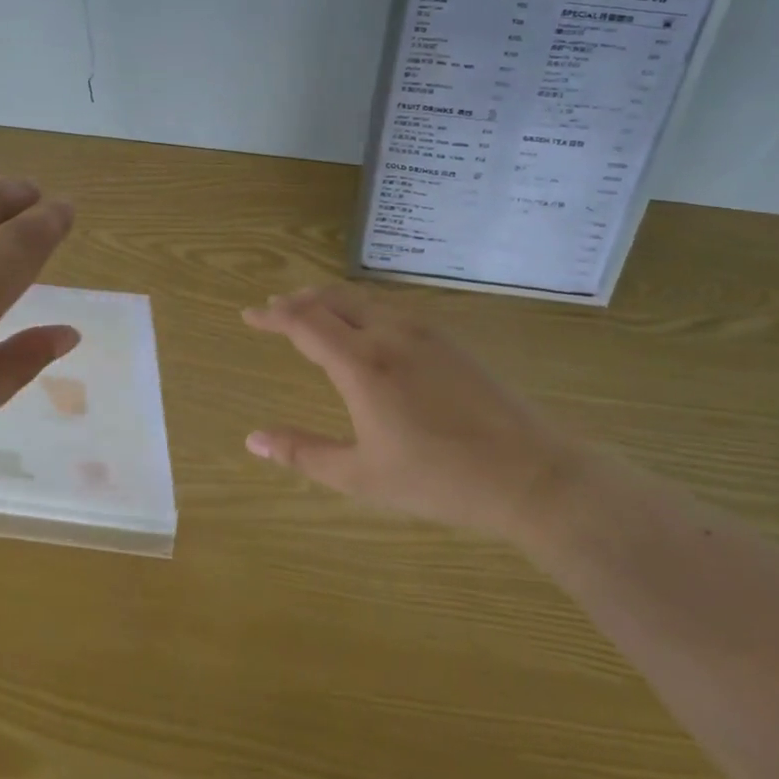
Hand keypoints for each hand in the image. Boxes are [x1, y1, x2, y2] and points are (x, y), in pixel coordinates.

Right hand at [243, 285, 579, 537]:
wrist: (529, 473)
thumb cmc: (438, 479)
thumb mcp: (361, 476)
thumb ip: (303, 453)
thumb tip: (252, 439)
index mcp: (361, 364)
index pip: (304, 322)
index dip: (272, 316)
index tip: (249, 315)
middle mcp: (388, 333)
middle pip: (332, 299)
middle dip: (298, 300)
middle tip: (275, 308)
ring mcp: (424, 331)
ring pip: (364, 298)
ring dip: (330, 299)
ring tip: (312, 310)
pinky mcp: (449, 338)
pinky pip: (392, 307)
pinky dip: (362, 306)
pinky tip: (366, 325)